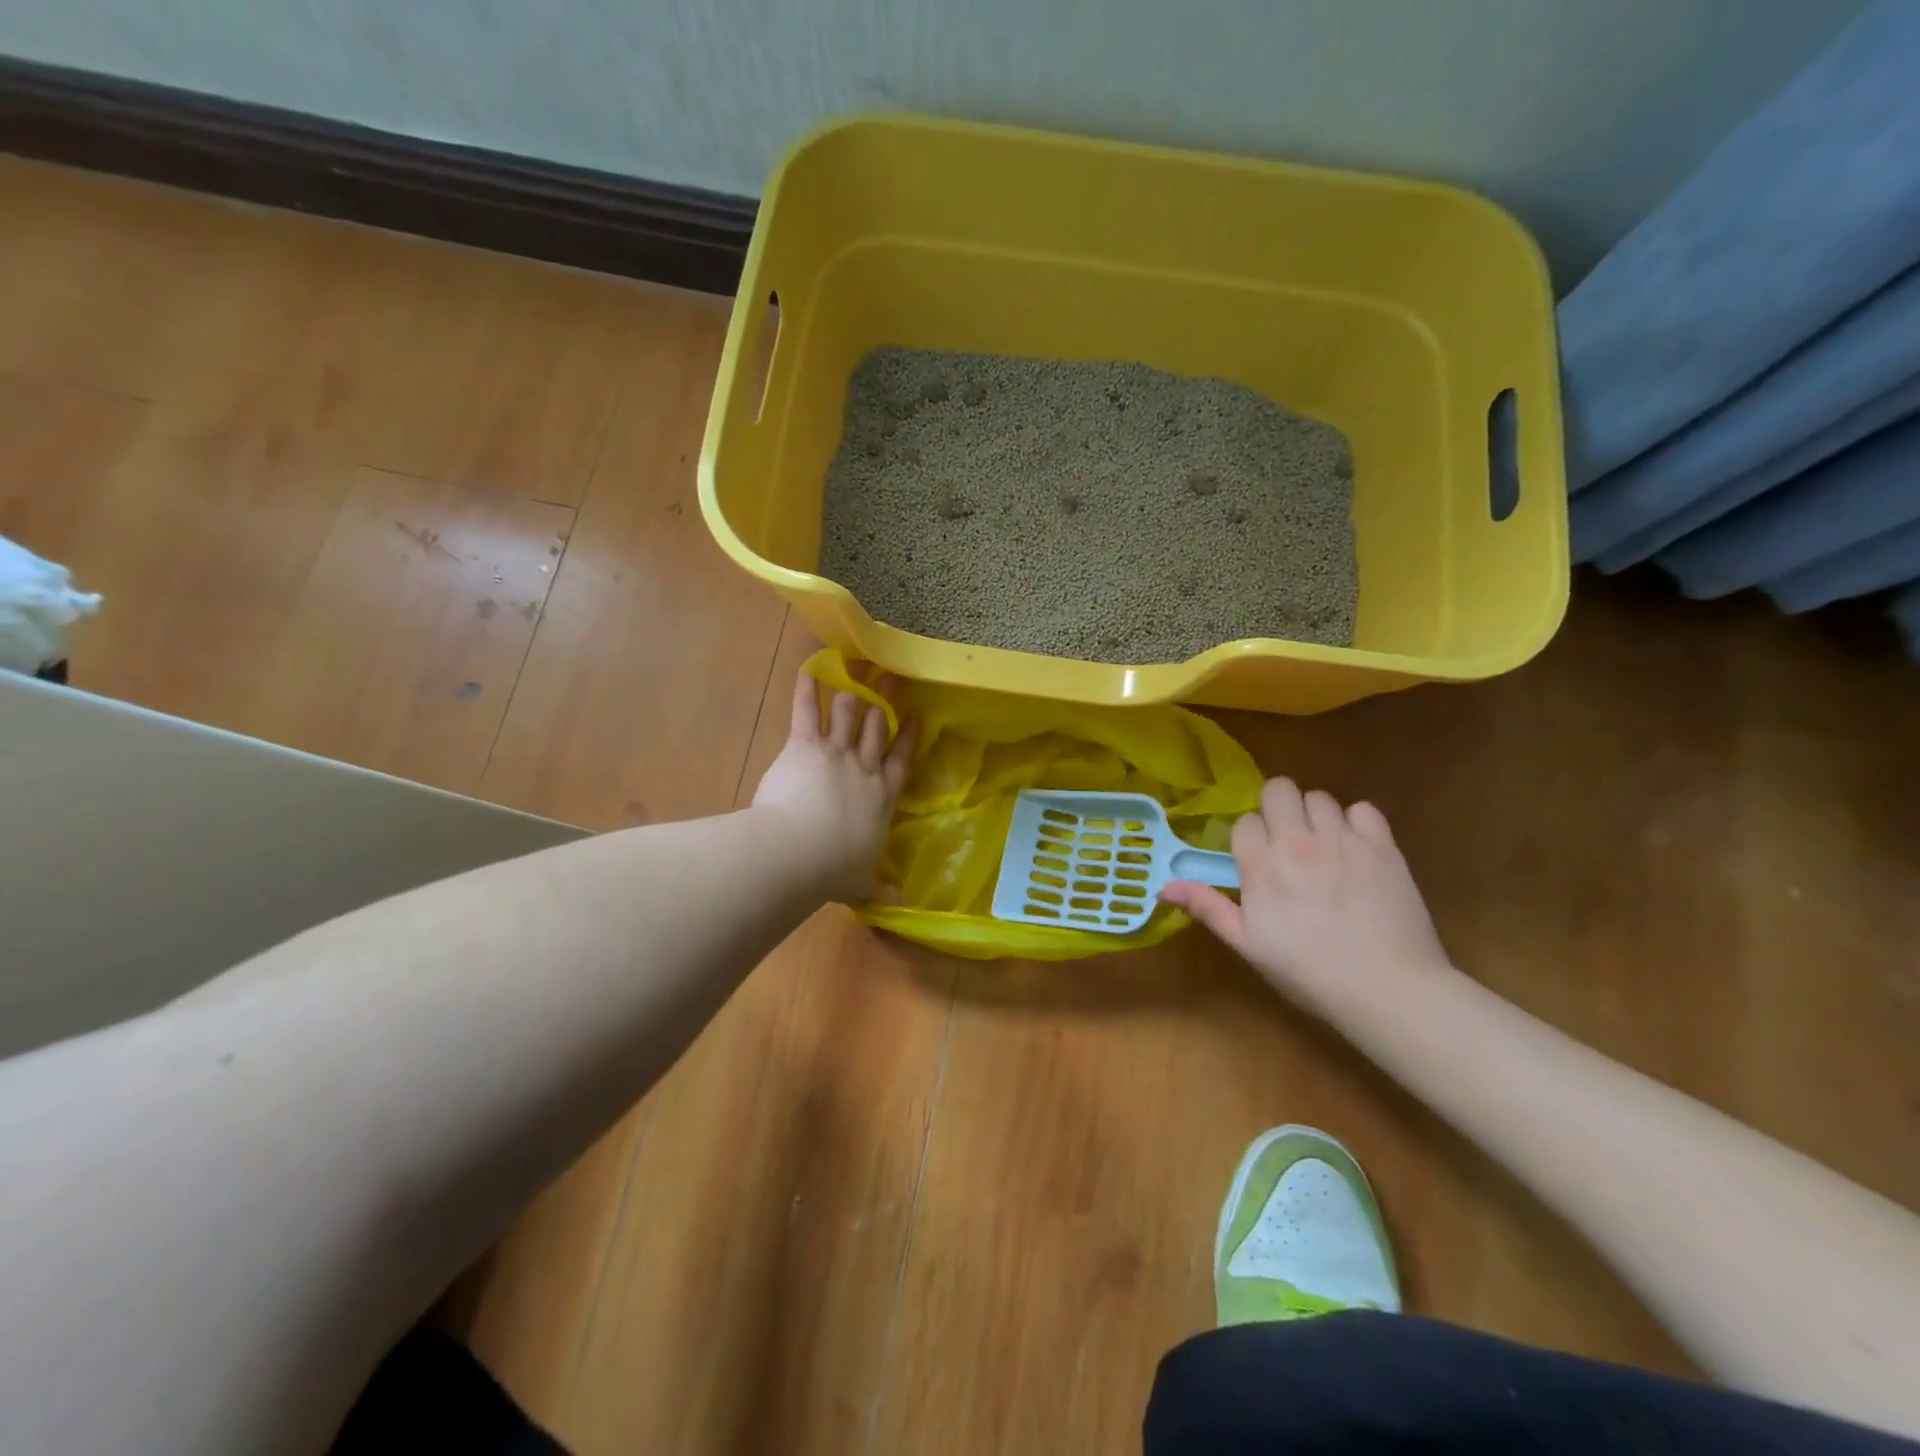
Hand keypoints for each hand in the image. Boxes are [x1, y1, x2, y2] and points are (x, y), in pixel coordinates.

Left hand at [751, 671, 918, 904]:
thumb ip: (879, 888)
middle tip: (891, 675)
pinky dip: (807, 689)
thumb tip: (899, 904)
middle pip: (878, 727)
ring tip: (859, 663)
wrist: (801, 852)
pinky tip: (810, 668)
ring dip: (854, 687)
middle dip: (886, 699)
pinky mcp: (805, 746)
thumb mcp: (862, 882)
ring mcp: (836, 753)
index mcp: (881, 798)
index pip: (901, 760)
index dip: (909, 735)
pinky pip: (807, 712)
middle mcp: (863, 769)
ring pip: (849, 713)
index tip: (918, 712)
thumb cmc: (834, 870)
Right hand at [1160, 778, 1448, 1017]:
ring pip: (1320, 797)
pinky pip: (1363, 809)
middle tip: (1287, 838)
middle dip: (1277, 807)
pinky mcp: (1382, 845)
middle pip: (1279, 789)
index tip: (1257, 859)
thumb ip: (1207, 908)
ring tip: (1322, 845)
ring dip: (1315, 815)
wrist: (1387, 988)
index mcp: (1261, 864)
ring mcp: (1342, 839)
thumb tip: (1163, 887)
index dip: (1249, 836)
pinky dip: (1357, 822)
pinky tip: (1356, 848)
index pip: (1245, 821)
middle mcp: (1298, 841)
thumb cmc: (1308, 971)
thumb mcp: (1248, 945)